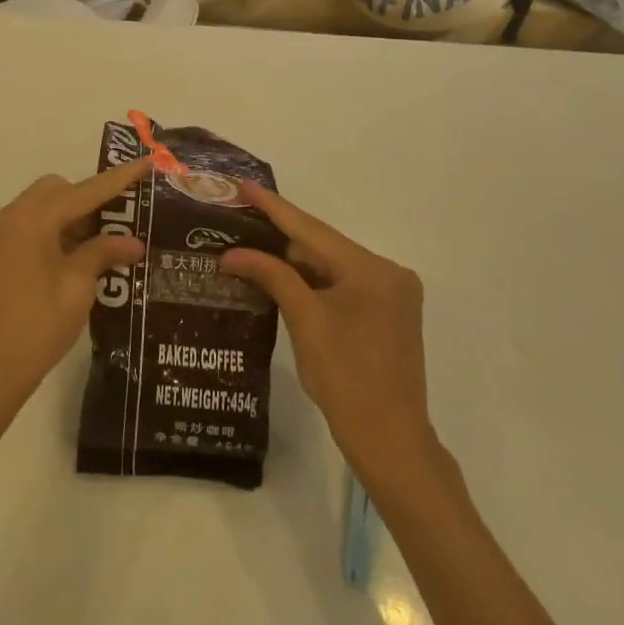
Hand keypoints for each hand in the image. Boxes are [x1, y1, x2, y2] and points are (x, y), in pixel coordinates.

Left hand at [0, 159, 150, 417]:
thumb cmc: (38, 325)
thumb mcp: (78, 286)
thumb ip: (104, 253)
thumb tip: (134, 242)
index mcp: (33, 219)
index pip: (85, 190)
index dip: (119, 178)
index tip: (148, 161)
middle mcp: (13, 216)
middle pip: (59, 190)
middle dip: (92, 198)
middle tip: (122, 221)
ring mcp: (3, 234)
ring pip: (46, 206)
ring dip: (75, 215)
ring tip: (108, 242)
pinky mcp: (1, 252)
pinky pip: (34, 224)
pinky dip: (58, 229)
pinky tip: (82, 254)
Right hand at [219, 182, 440, 498]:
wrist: (390, 440)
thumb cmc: (345, 379)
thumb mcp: (304, 321)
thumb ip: (271, 276)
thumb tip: (231, 254)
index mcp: (372, 270)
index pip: (312, 230)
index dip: (274, 207)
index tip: (244, 184)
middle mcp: (388, 273)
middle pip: (323, 246)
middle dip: (280, 236)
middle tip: (239, 216)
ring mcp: (392, 294)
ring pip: (331, 266)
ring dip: (294, 260)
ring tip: (249, 242)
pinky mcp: (387, 313)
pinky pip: (342, 284)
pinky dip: (312, 281)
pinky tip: (280, 273)